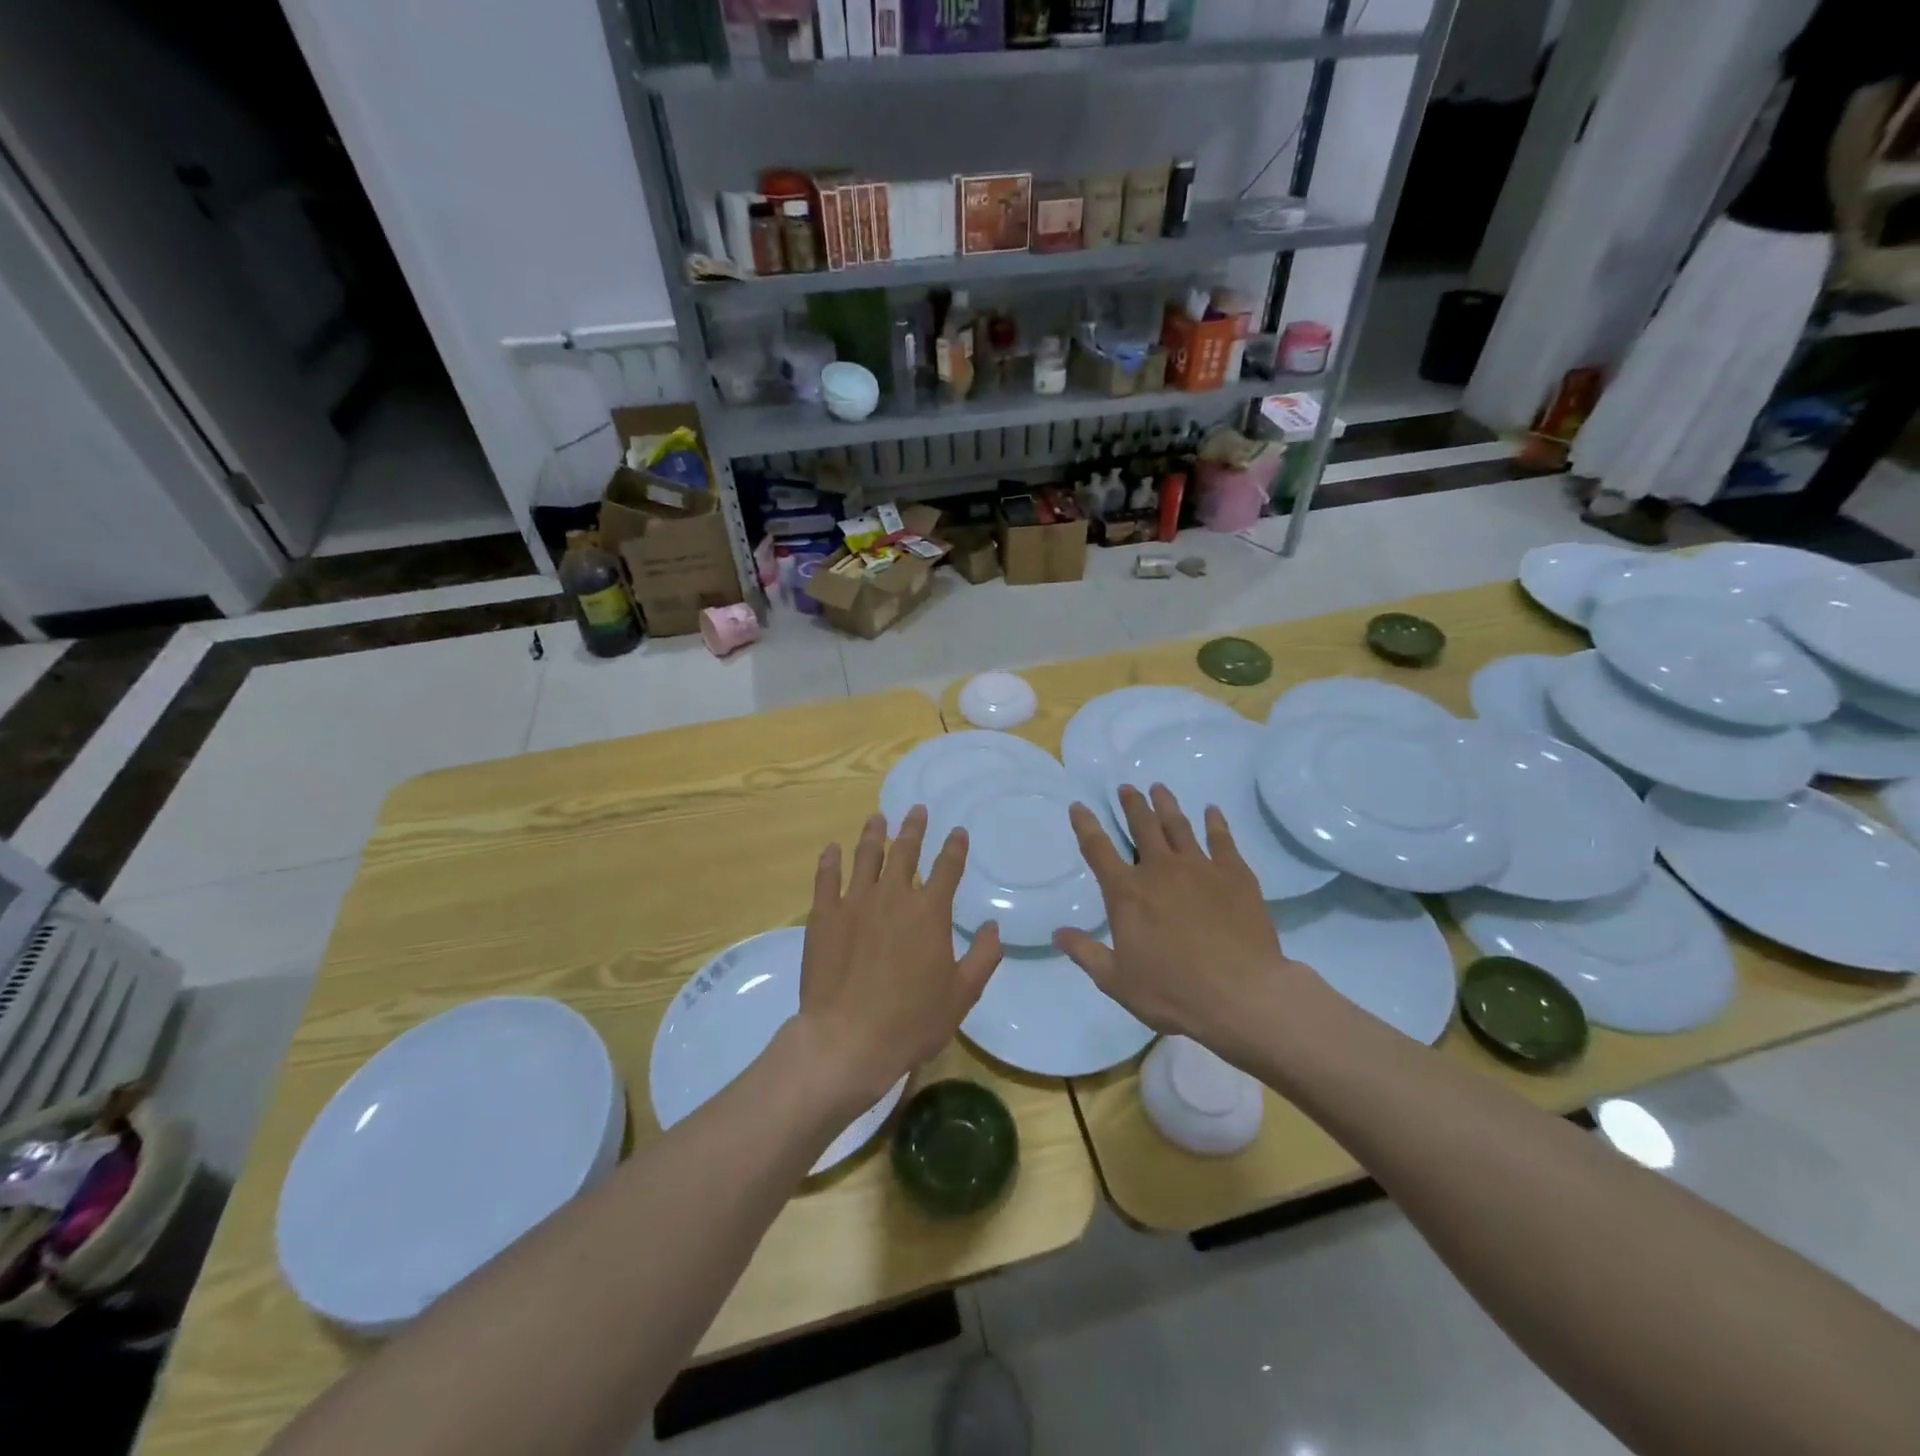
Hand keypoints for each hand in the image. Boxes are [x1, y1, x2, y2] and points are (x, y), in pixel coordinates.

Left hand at [799, 807, 1001, 1105]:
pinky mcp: (824, 916)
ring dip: (873, 834)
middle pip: (905, 852)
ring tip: (878, 817)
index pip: (947, 868)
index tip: (957, 831)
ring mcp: (855, 903)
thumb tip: (992, 926)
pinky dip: (830, 861)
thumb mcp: (962, 994)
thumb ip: (983, 956)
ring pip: (866, 857)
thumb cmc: (911, 1020)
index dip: (954, 847)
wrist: (848, 1039)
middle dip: (913, 828)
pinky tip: (832, 848)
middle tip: (917, 810)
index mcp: (929, 912)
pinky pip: (826, 879)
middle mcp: (893, 896)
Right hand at [1054, 784, 1314, 1054]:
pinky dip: (1215, 822)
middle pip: (1142, 827)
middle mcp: (1160, 870)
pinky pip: (1222, 839)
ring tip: (1159, 788)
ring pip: (1178, 826)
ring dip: (1166, 805)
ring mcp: (1200, 868)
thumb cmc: (1173, 991)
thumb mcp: (1117, 981)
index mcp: (1127, 893)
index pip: (1098, 849)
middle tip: (1127, 788)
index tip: (1079, 806)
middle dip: (1132, 805)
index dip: (1085, 825)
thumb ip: (1086, 953)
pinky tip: (1212, 811)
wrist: (1241, 995)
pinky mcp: (1235, 874)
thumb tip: (1057, 933)